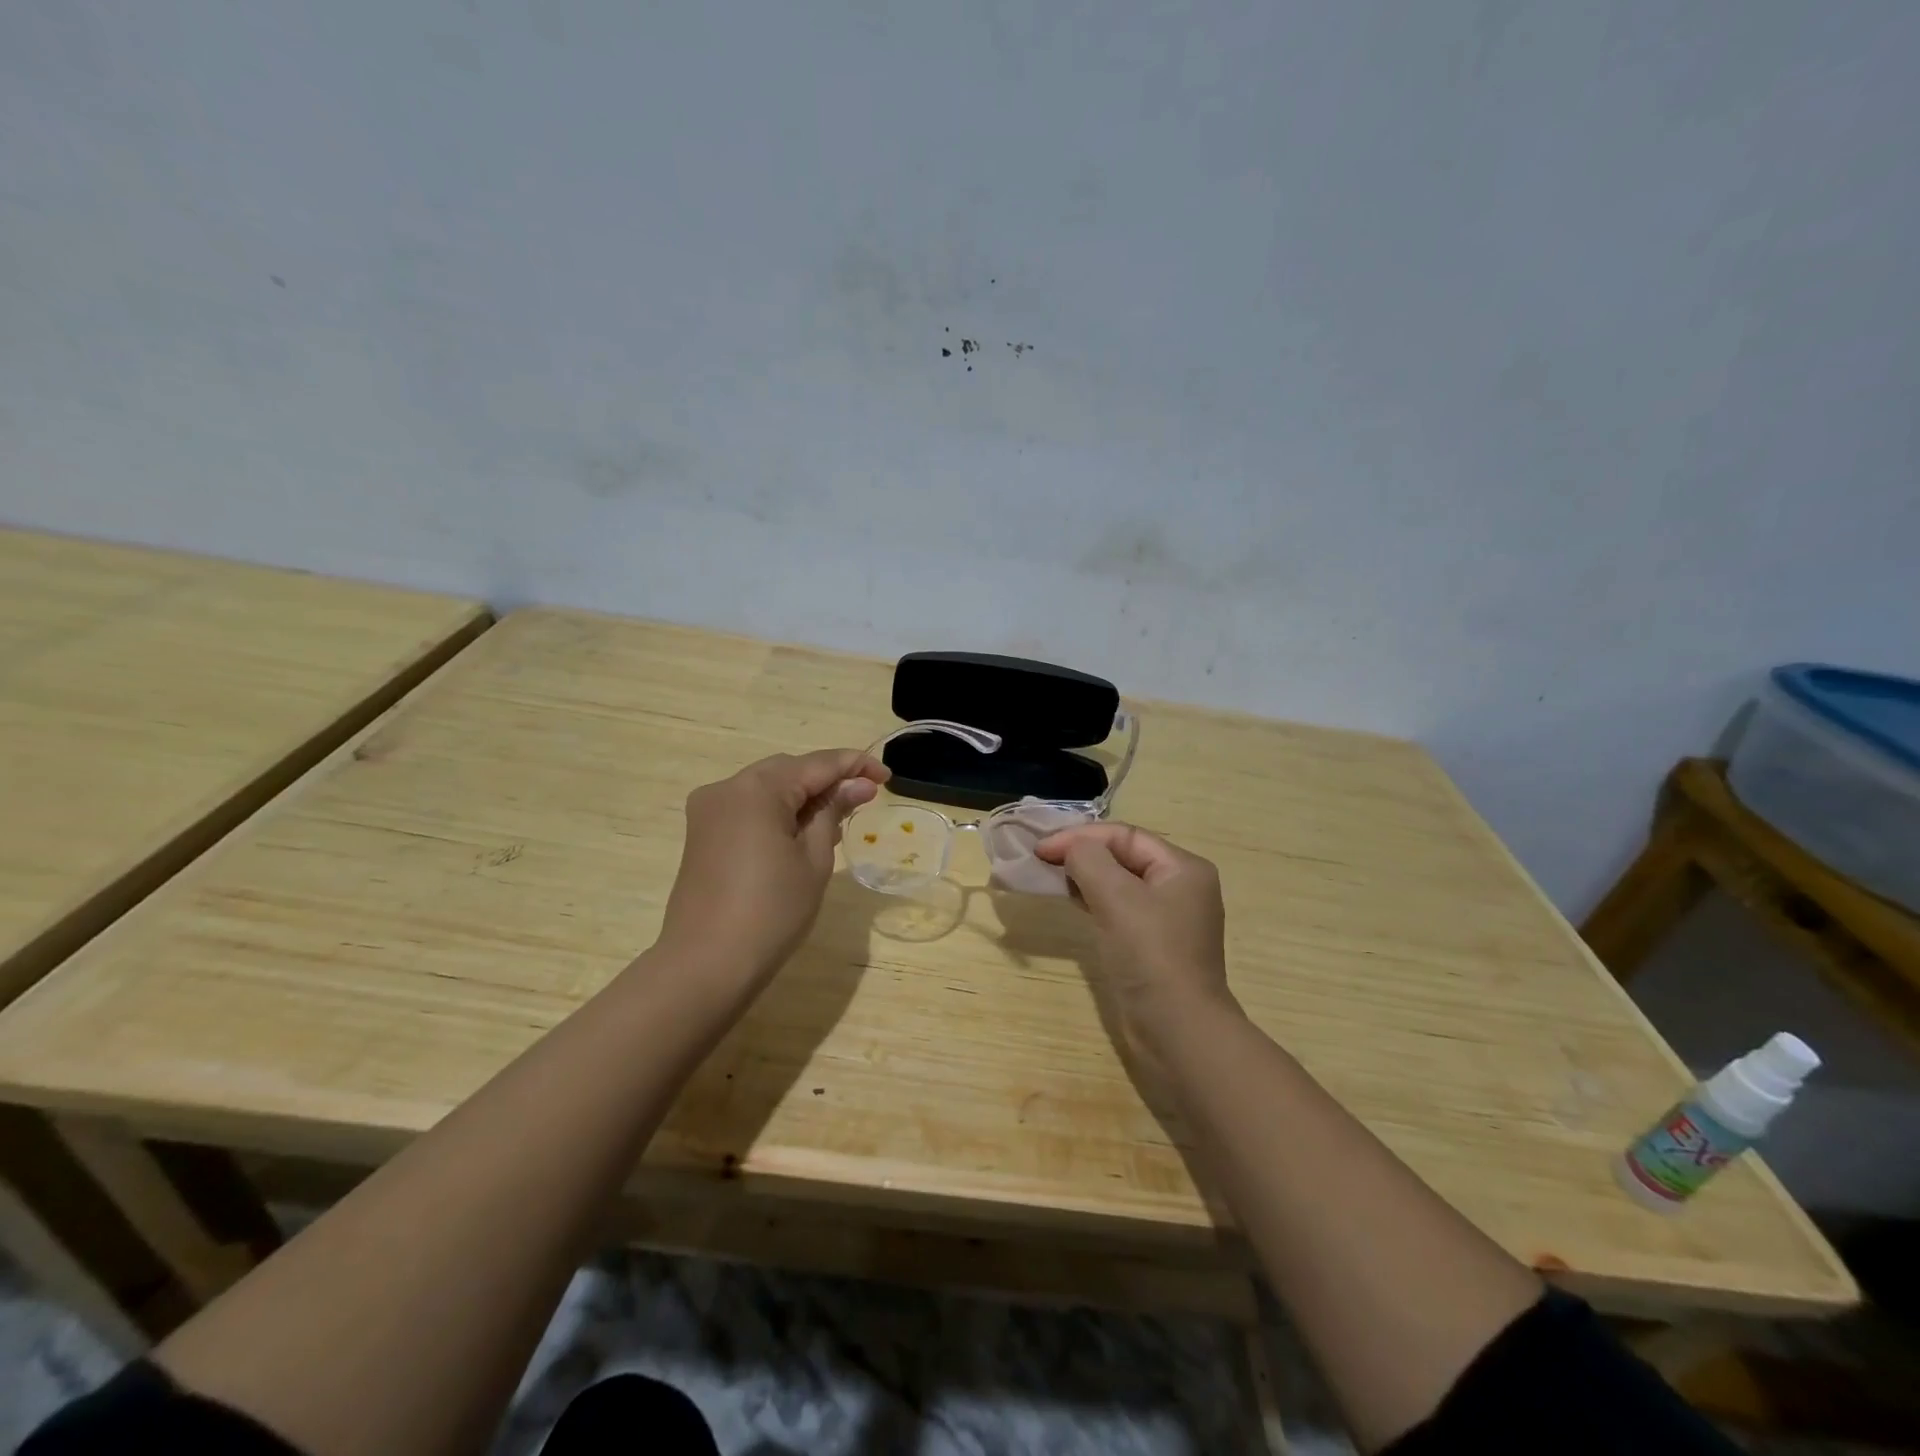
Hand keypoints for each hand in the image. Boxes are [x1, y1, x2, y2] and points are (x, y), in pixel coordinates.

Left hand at [658, 748, 887, 982]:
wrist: (706, 965)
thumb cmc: (772, 911)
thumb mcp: (814, 859)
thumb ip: (833, 812)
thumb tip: (858, 785)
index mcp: (757, 789)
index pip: (817, 764)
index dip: (855, 766)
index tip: (886, 777)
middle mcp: (727, 787)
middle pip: (789, 770)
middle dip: (827, 779)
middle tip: (865, 798)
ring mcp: (709, 810)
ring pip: (767, 787)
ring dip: (803, 796)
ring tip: (839, 817)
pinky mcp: (702, 832)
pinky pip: (749, 807)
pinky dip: (778, 811)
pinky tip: (802, 831)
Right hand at [1034, 822, 1237, 1037]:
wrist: (1177, 1031)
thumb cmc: (1150, 955)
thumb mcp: (1116, 897)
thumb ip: (1089, 860)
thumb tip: (1071, 849)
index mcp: (1183, 868)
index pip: (1125, 835)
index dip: (1081, 836)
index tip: (1041, 848)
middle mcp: (1180, 888)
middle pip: (1123, 856)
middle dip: (1082, 854)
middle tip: (1041, 859)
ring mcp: (1168, 919)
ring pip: (1119, 883)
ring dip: (1084, 877)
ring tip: (1049, 877)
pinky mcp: (1152, 945)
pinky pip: (1119, 909)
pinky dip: (1093, 900)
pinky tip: (1071, 901)